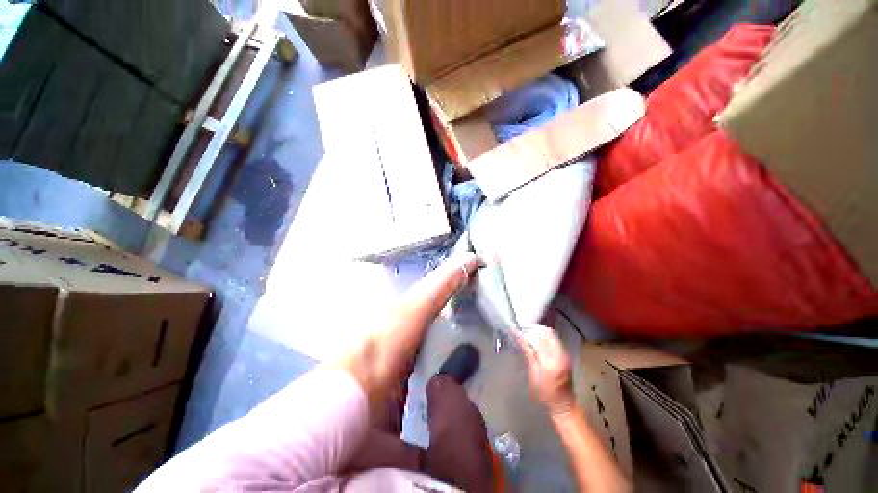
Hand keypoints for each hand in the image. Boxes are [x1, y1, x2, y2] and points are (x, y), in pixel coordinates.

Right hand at [515, 325, 574, 416]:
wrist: (563, 404)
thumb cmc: (544, 393)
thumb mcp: (533, 375)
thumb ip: (528, 354)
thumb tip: (519, 338)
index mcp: (550, 362)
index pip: (537, 339)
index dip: (525, 333)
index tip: (515, 330)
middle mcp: (560, 354)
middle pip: (546, 333)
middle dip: (532, 330)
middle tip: (521, 331)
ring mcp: (564, 353)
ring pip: (551, 334)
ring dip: (538, 331)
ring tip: (527, 334)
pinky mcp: (565, 354)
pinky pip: (554, 339)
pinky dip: (544, 336)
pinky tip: (536, 340)